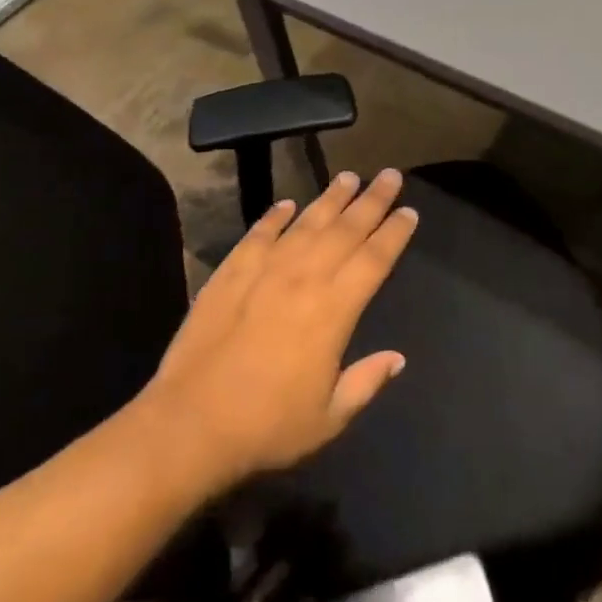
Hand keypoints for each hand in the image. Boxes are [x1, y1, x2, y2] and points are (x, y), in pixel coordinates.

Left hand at [138, 168, 416, 495]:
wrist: (192, 422)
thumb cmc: (268, 426)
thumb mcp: (329, 418)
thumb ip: (365, 382)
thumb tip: (397, 358)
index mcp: (333, 310)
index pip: (374, 260)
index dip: (394, 233)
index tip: (409, 211)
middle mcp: (303, 278)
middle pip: (345, 230)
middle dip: (371, 201)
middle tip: (390, 175)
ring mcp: (264, 270)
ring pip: (305, 223)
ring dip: (329, 198)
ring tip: (348, 177)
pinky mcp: (230, 272)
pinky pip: (258, 234)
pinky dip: (275, 217)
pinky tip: (286, 204)